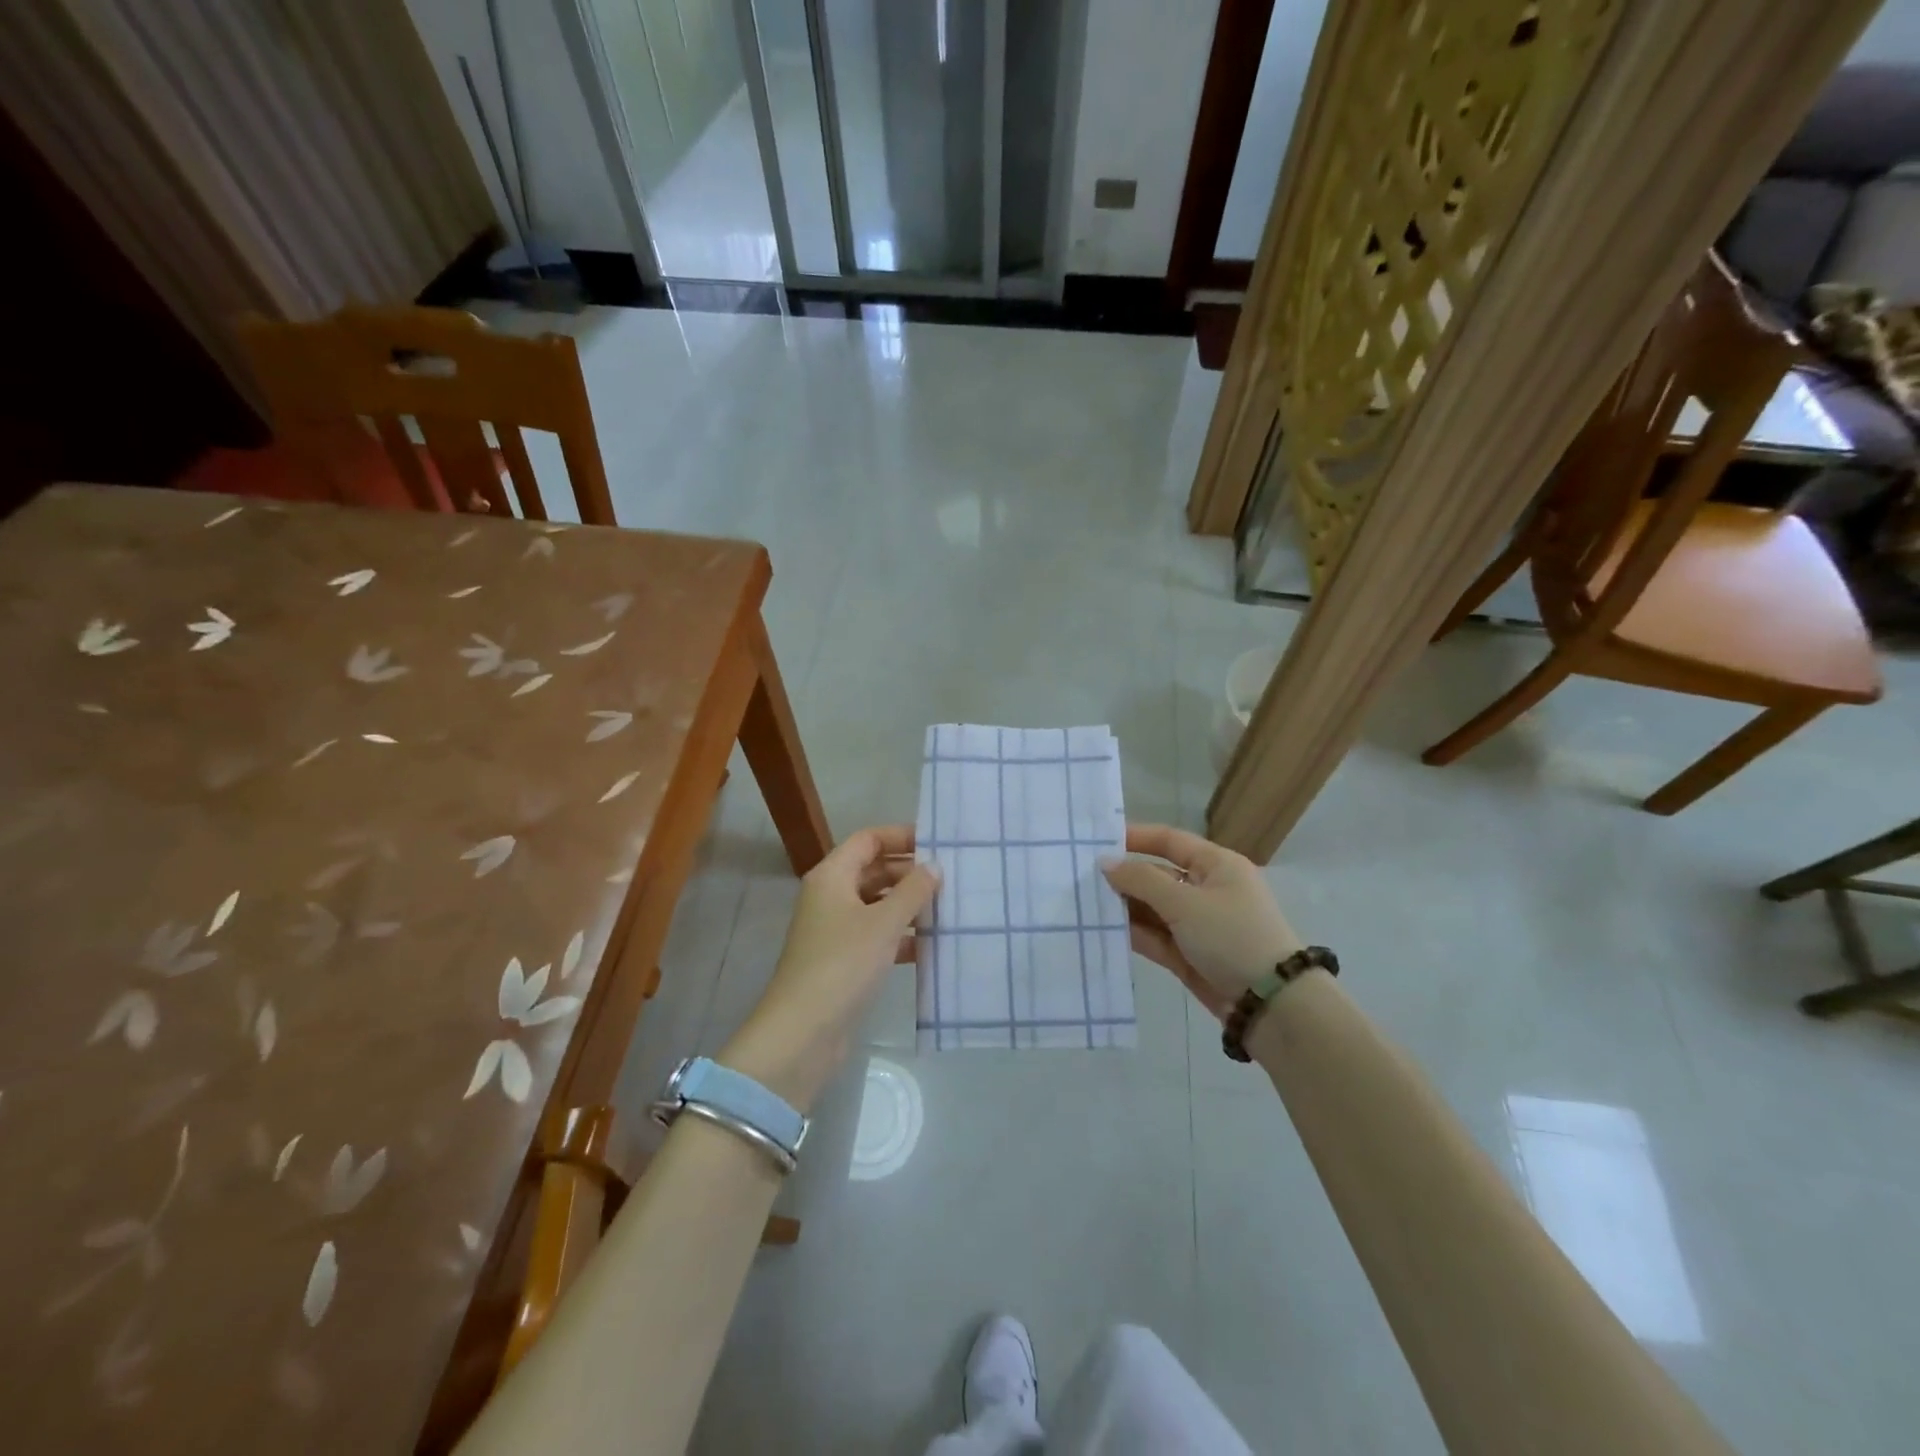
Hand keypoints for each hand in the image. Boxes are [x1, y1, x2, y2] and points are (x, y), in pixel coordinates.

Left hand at [719, 826, 938, 1112]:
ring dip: (909, 906)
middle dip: (910, 873)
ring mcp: (835, 929)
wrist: (803, 1031)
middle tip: (951, 878)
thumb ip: (913, 891)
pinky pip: (877, 935)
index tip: (937, 842)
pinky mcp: (843, 960)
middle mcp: (831, 896)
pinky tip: (932, 945)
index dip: (901, 836)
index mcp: (832, 876)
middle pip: (874, 871)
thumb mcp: (884, 923)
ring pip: (877, 905)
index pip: (868, 839)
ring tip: (949, 908)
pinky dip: (902, 936)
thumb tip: (934, 866)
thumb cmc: (843, 964)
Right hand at [1101, 823, 1300, 1020]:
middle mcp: (1207, 889)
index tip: (1097, 840)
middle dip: (1124, 877)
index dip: (1135, 837)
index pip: (1170, 841)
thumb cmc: (1231, 936)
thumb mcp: (1185, 902)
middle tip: (1081, 878)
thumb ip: (1141, 880)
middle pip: (1157, 875)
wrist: (1271, 1004)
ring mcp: (1198, 924)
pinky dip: (1133, 933)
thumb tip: (1106, 863)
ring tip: (1084, 904)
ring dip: (1124, 907)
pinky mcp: (1190, 954)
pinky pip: (1155, 936)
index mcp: (1216, 865)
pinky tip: (1103, 930)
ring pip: (1153, 908)